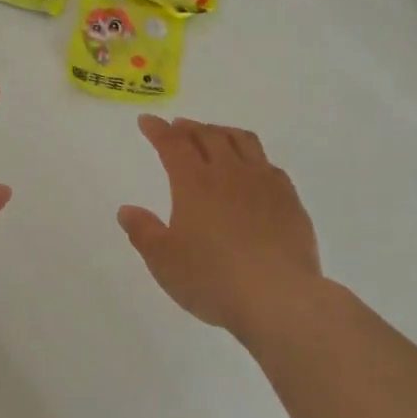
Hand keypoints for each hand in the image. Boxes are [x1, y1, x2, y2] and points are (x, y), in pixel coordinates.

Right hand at [118, 114, 322, 339]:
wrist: (278, 296)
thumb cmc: (212, 279)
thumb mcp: (164, 261)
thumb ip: (143, 232)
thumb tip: (127, 210)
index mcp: (194, 183)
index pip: (172, 144)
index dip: (157, 130)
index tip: (147, 121)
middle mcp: (230, 173)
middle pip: (208, 135)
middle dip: (189, 127)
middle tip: (178, 127)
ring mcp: (264, 182)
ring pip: (243, 141)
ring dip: (222, 132)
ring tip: (214, 135)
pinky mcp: (289, 199)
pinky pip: (268, 164)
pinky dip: (252, 156)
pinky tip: (252, 169)